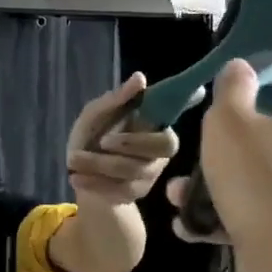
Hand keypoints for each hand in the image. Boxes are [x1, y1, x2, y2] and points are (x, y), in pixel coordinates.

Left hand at [64, 71, 179, 205]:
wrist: (78, 173)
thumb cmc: (91, 136)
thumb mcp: (95, 115)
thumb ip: (116, 99)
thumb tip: (140, 78)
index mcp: (154, 124)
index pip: (176, 112)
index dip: (187, 102)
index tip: (198, 90)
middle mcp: (160, 150)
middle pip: (163, 146)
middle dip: (130, 143)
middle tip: (102, 141)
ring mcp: (151, 173)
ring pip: (134, 169)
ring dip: (100, 164)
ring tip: (73, 159)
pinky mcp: (138, 193)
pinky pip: (122, 190)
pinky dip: (96, 182)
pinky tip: (77, 178)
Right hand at [167, 60, 271, 271]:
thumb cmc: (261, 171)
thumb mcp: (230, 121)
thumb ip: (232, 90)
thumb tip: (241, 69)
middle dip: (256, 135)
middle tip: (221, 142)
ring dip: (231, 179)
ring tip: (185, 191)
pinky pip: (267, 211)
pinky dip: (231, 215)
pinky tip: (191, 224)